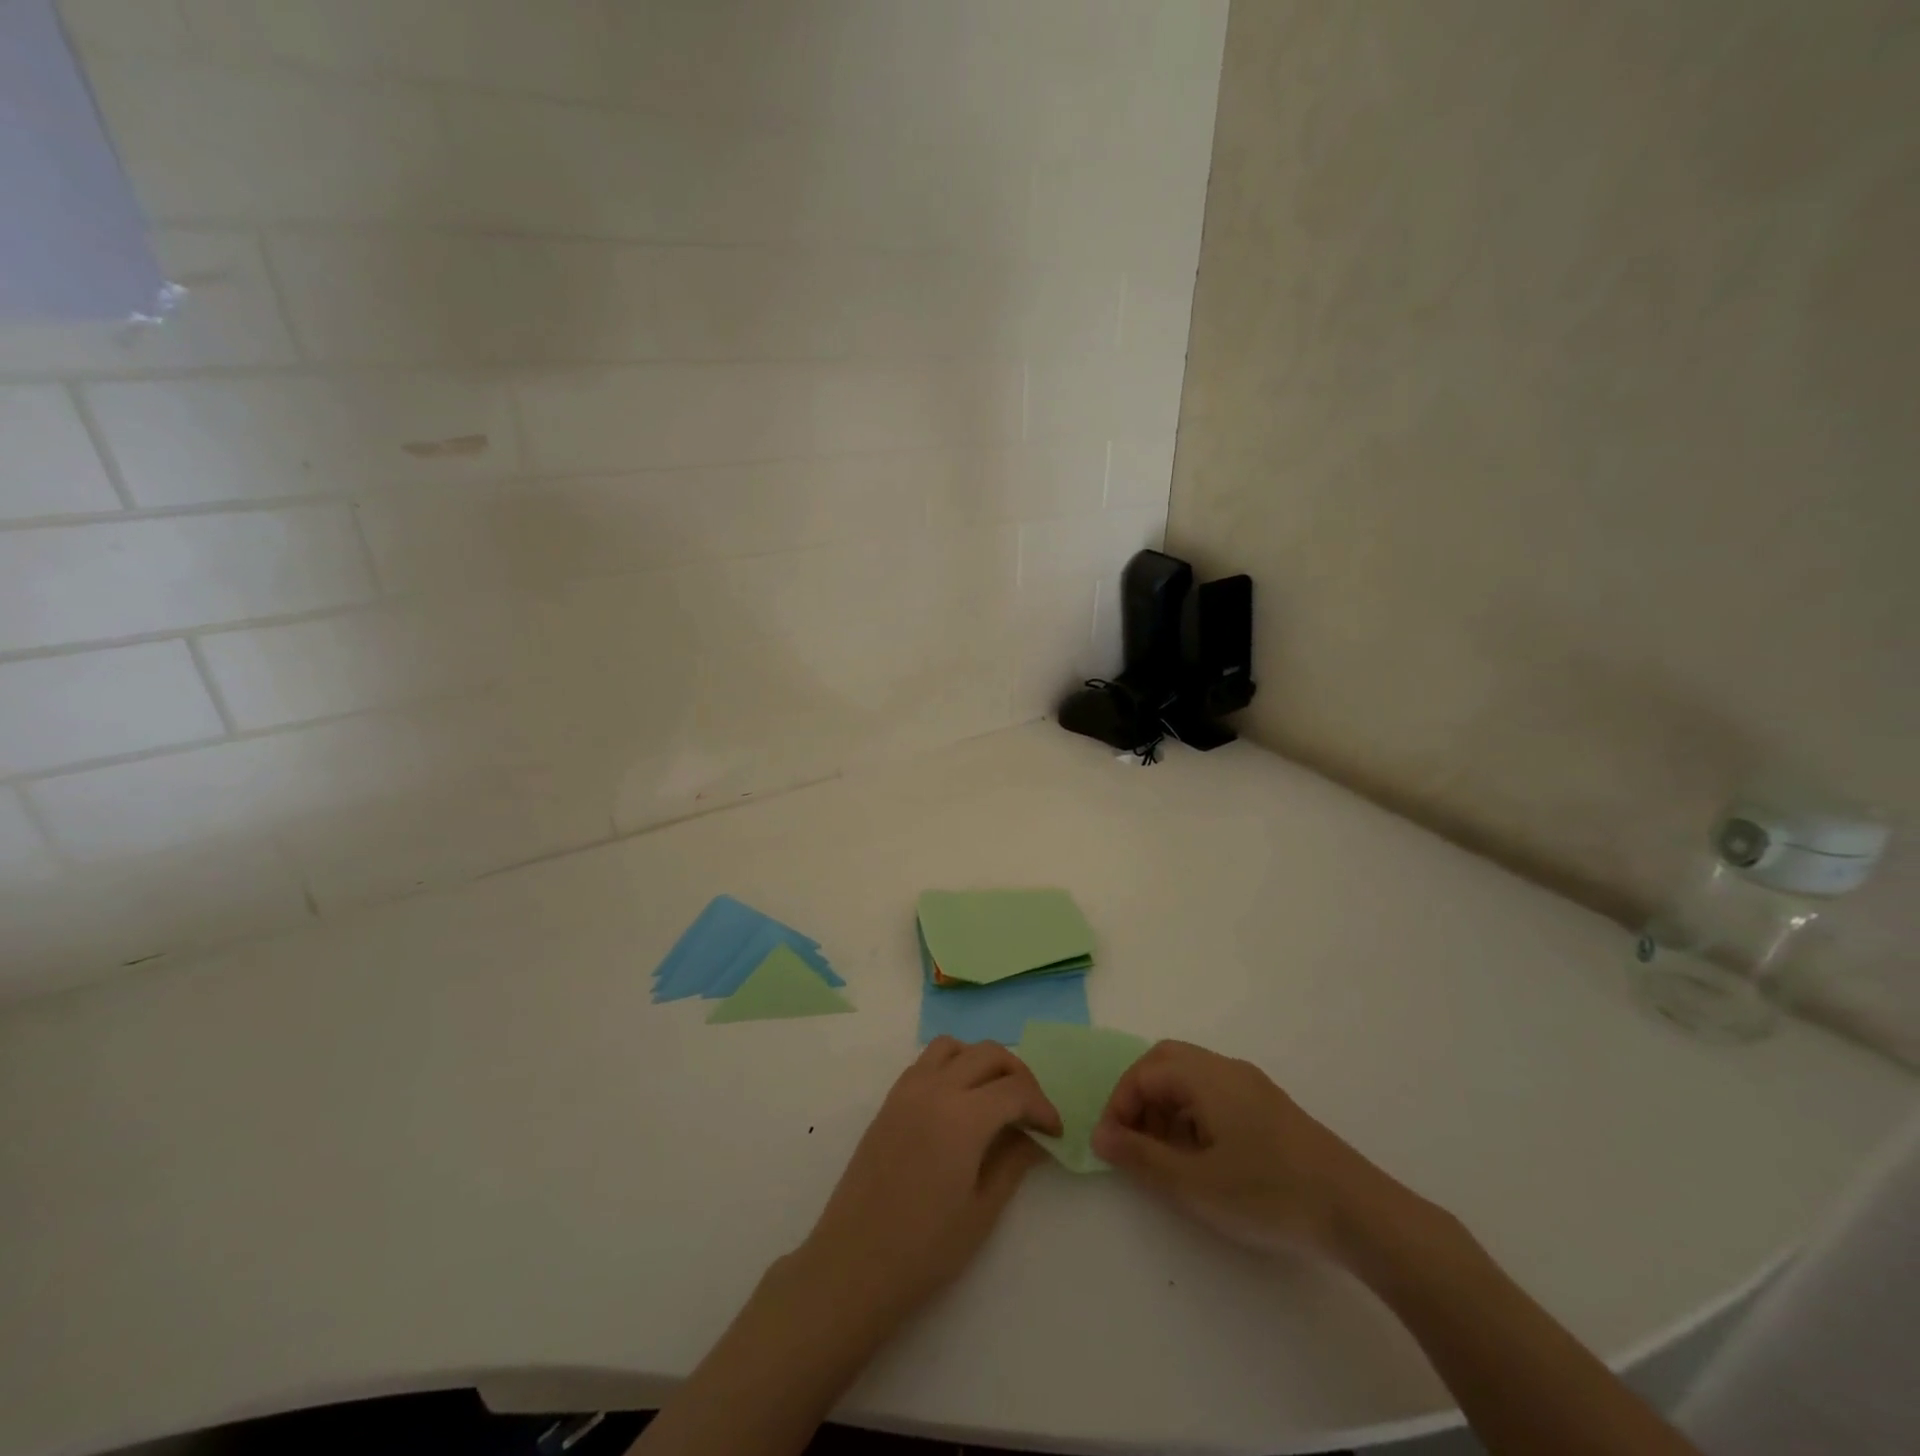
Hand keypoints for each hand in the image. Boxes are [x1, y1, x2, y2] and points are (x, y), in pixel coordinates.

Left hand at [792, 1037, 1061, 1330]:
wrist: (853, 1263)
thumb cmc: (923, 1248)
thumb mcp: (982, 1210)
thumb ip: (1013, 1161)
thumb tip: (1034, 1136)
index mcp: (963, 1116)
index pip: (1016, 1090)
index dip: (1043, 1106)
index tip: (1055, 1132)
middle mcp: (935, 1088)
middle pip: (989, 1054)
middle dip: (1020, 1076)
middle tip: (1032, 1111)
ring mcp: (908, 1089)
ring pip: (955, 1047)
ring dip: (983, 1061)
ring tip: (996, 1098)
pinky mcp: (890, 1099)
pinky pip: (928, 1062)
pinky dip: (953, 1066)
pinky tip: (960, 1103)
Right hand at [1091, 1040, 1416, 1263]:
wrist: (1358, 1212)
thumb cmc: (1268, 1193)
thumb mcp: (1194, 1183)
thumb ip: (1140, 1156)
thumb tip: (1099, 1135)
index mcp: (1205, 1075)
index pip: (1144, 1072)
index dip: (1119, 1105)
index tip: (1113, 1148)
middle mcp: (1226, 1069)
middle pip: (1166, 1062)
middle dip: (1140, 1097)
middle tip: (1133, 1140)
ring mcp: (1252, 1086)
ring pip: (1191, 1078)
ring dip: (1166, 1107)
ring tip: (1165, 1156)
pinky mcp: (1270, 1108)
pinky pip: (1215, 1094)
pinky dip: (1193, 1115)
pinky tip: (1203, 1158)